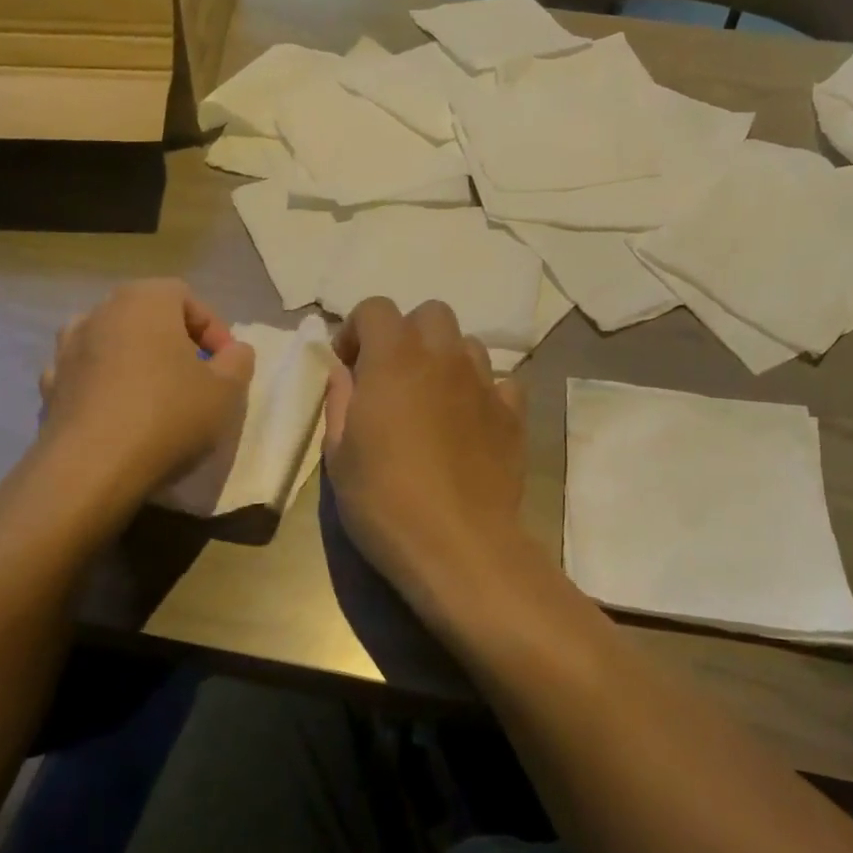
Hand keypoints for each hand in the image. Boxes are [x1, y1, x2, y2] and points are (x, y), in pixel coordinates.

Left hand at [37, 280, 253, 496]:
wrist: (91, 470)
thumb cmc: (168, 416)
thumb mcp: (226, 390)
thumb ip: (238, 361)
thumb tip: (233, 351)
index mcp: (144, 302)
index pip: (185, 296)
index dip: (213, 328)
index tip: (226, 363)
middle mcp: (99, 314)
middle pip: (145, 316)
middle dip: (174, 342)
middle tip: (196, 376)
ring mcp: (67, 350)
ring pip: (112, 343)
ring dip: (135, 361)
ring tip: (155, 394)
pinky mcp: (49, 388)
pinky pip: (86, 376)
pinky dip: (105, 387)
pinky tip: (121, 417)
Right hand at [323, 298, 533, 634]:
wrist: (459, 545)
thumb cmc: (384, 500)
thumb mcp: (339, 455)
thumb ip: (340, 402)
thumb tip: (344, 372)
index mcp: (394, 360)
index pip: (376, 308)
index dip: (357, 329)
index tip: (349, 366)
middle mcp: (443, 358)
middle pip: (430, 314)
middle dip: (407, 334)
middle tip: (393, 376)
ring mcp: (483, 384)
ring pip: (467, 344)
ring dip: (445, 359)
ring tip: (433, 399)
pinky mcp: (513, 414)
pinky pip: (500, 382)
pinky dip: (482, 392)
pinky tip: (470, 422)